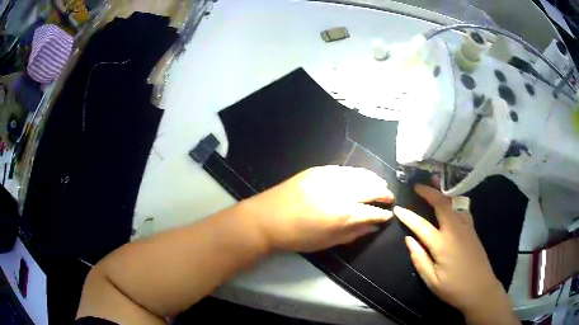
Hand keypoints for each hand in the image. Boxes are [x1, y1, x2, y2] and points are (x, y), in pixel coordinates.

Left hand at [240, 166, 393, 251]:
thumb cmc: (298, 237)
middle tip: (389, 198)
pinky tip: (362, 177)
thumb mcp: (329, 242)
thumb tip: (373, 226)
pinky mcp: (319, 169)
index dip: (384, 214)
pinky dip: (358, 173)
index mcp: (344, 214)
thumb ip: (354, 233)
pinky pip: (346, 169)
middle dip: (384, 193)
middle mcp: (342, 192)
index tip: (389, 215)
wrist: (267, 218)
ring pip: (361, 174)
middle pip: (372, 188)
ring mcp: (330, 177)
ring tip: (380, 185)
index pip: (373, 211)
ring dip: (374, 180)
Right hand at [394, 184, 509, 316]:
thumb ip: (419, 259)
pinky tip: (451, 207)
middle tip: (417, 186)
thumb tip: (408, 239)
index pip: (421, 225)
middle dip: (428, 192)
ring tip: (434, 187)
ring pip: (454, 204)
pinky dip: (454, 204)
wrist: (480, 289)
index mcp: (442, 244)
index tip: (398, 209)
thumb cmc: (453, 288)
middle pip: (441, 204)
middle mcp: (455, 230)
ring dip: (442, 195)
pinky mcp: (473, 230)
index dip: (408, 216)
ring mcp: (466, 228)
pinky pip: (462, 211)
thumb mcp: (431, 280)